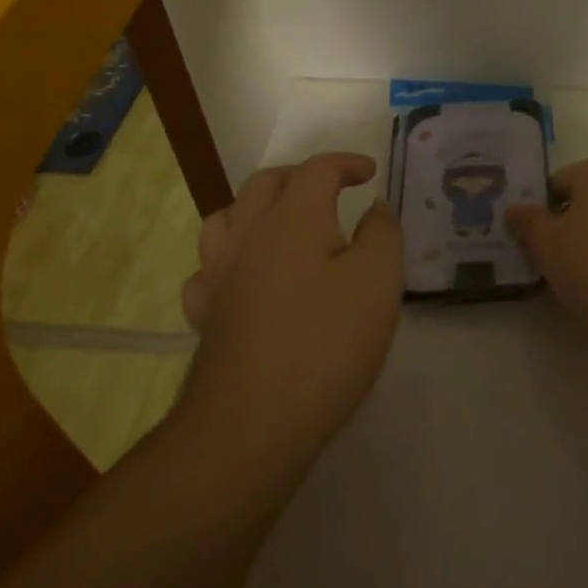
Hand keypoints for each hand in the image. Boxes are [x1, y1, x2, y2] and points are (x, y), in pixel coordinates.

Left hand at [176, 153, 402, 460]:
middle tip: (331, 189)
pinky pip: (209, 271)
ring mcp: (219, 276)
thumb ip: (382, 233)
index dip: (346, 163)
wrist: (252, 424)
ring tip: (282, 224)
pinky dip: (231, 261)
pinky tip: (247, 280)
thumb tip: (373, 208)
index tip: (370, 173)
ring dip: (256, 209)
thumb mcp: (378, 280)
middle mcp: (248, 235)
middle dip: (300, 176)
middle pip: (265, 184)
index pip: (317, 169)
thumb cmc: (326, 343)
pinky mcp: (206, 316)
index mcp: (293, 218)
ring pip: (226, 219)